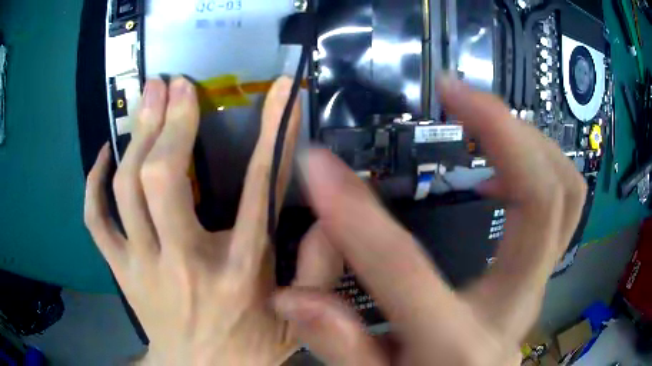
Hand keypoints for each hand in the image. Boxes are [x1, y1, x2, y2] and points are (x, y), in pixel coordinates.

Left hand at [84, 77, 339, 364]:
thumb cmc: (251, 347)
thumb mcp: (301, 319)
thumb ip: (320, 268)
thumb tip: (331, 216)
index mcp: (240, 273)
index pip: (257, 186)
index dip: (271, 130)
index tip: (276, 90)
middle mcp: (185, 264)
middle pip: (165, 179)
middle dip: (172, 120)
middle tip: (176, 83)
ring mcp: (143, 267)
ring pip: (126, 189)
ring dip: (135, 136)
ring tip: (147, 97)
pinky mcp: (120, 272)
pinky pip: (95, 219)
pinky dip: (94, 182)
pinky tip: (104, 153)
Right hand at [272, 75, 587, 364]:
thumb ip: (340, 344)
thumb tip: (295, 297)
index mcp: (460, 345)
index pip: (404, 269)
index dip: (352, 213)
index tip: (317, 162)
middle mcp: (515, 305)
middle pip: (545, 201)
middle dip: (503, 130)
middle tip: (454, 92)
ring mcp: (537, 283)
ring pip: (565, 192)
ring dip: (528, 140)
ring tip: (481, 116)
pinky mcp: (539, 271)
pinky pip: (561, 204)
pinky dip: (538, 166)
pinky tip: (496, 164)